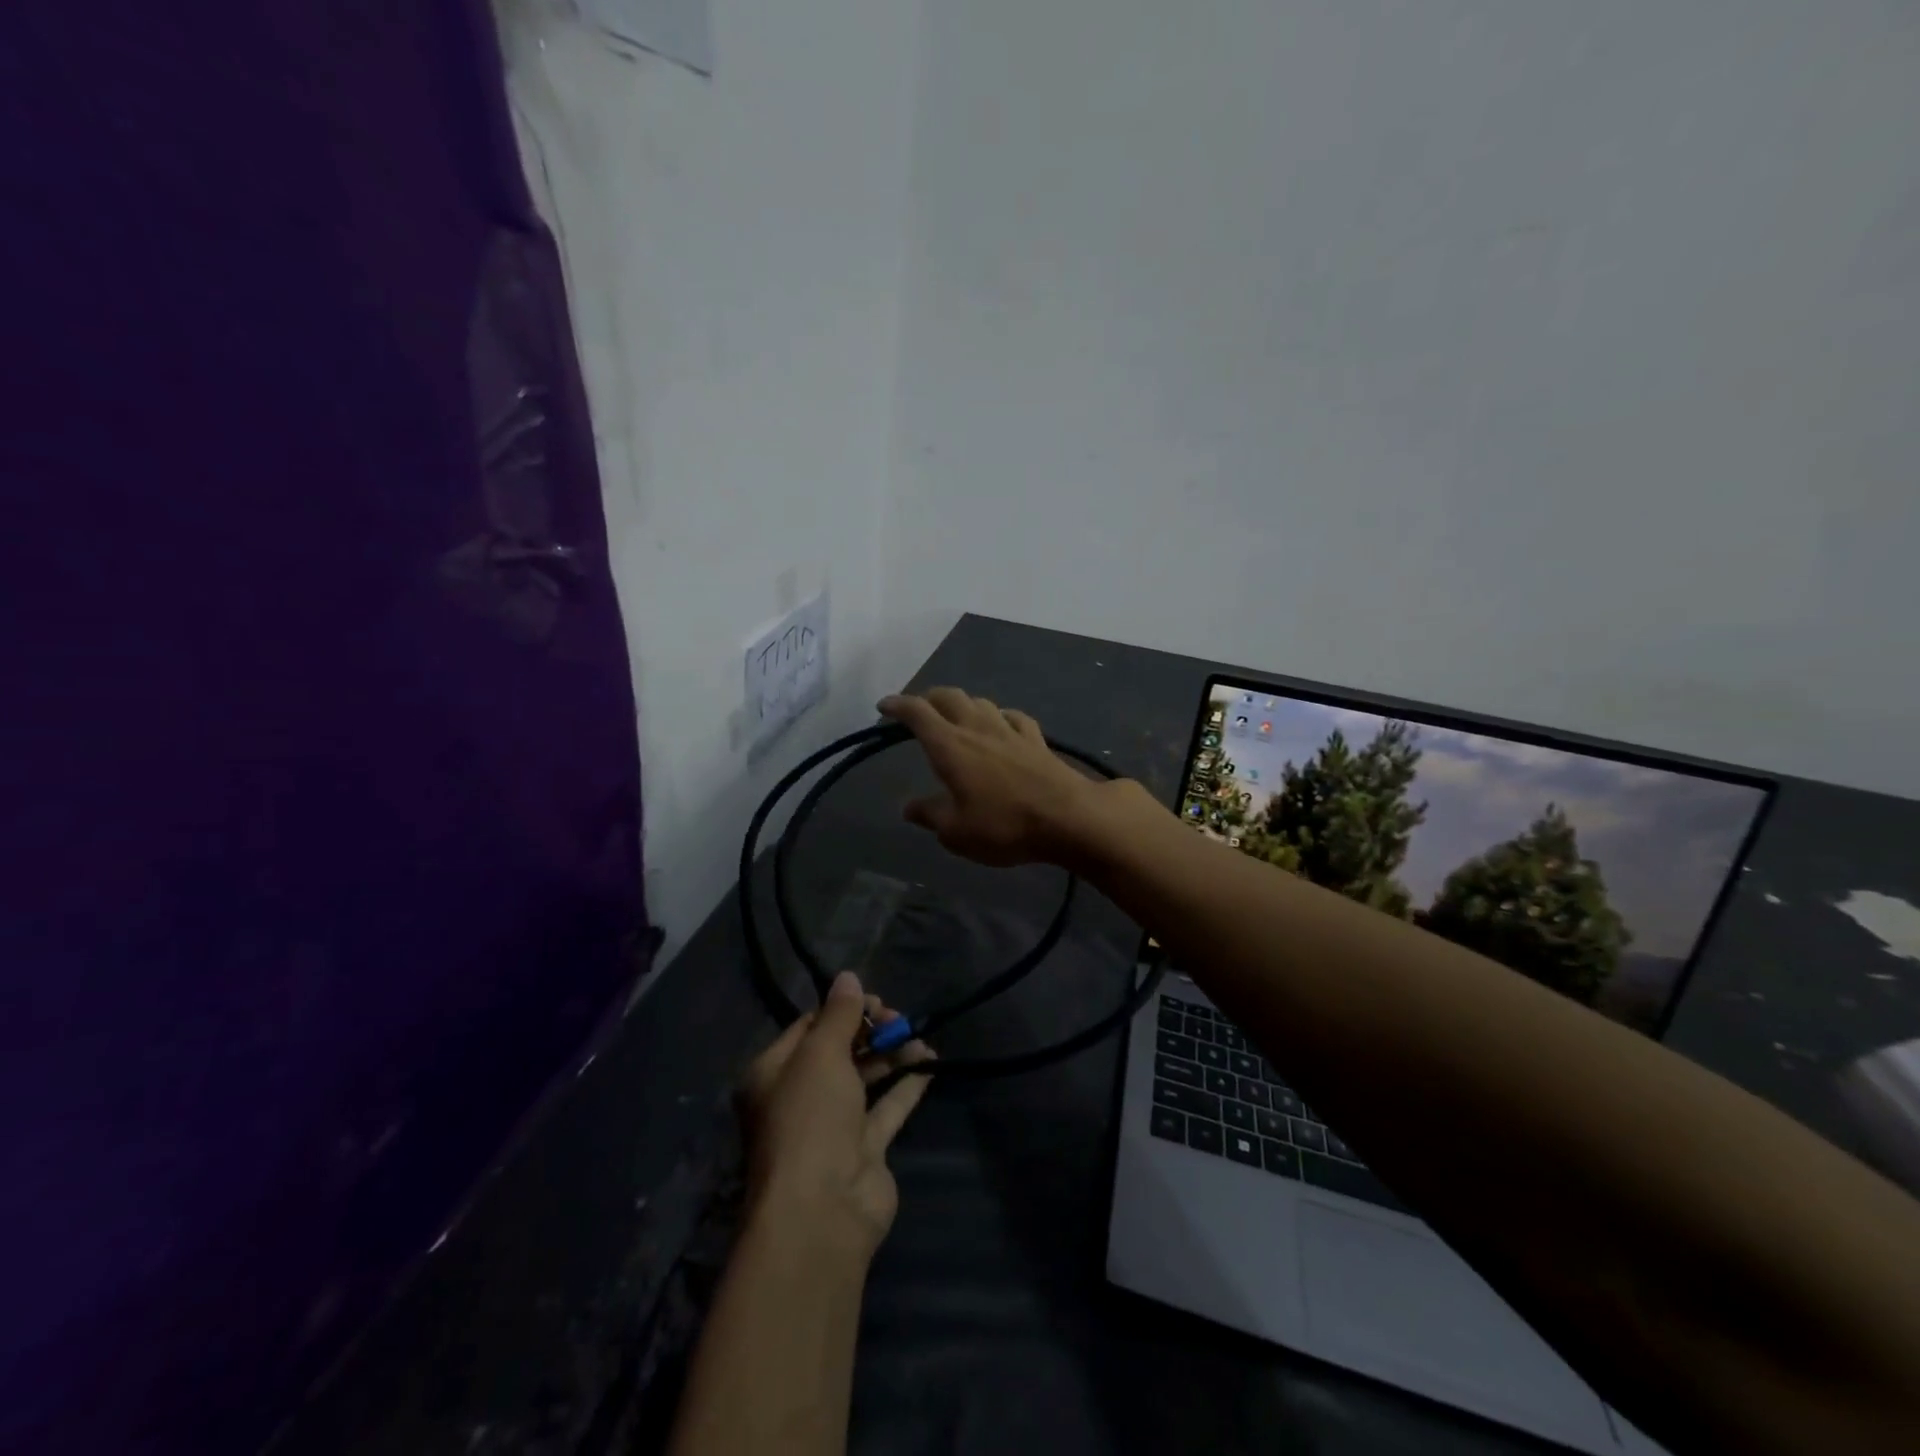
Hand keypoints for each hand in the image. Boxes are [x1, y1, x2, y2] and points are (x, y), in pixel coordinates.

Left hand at [737, 971, 934, 1257]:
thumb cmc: (810, 1117)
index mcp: (772, 1074)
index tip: (875, 1001)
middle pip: (838, 1051)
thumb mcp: (821, 1053)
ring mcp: (832, 1127)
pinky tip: (929, 1063)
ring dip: (891, 1055)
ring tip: (918, 1038)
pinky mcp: (863, 1151)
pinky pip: (886, 1107)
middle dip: (870, 1032)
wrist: (823, 1210)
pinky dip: (906, 1085)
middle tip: (899, 1019)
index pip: (808, 1027)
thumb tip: (848, 976)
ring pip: (864, 1078)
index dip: (842, 1010)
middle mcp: (798, 1098)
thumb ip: (840, 1014)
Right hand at [878, 687, 1127, 866]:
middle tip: (918, 710)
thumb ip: (930, 815)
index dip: (898, 705)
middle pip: (949, 697)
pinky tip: (1001, 726)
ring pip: (981, 702)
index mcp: (950, 746)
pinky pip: (1012, 717)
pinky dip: (998, 717)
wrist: (1069, 818)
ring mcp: (1010, 730)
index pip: (918, 712)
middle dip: (928, 698)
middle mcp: (978, 728)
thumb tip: (909, 808)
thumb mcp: (956, 832)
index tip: (884, 706)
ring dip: (963, 704)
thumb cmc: (1004, 826)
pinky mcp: (1036, 740)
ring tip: (956, 717)